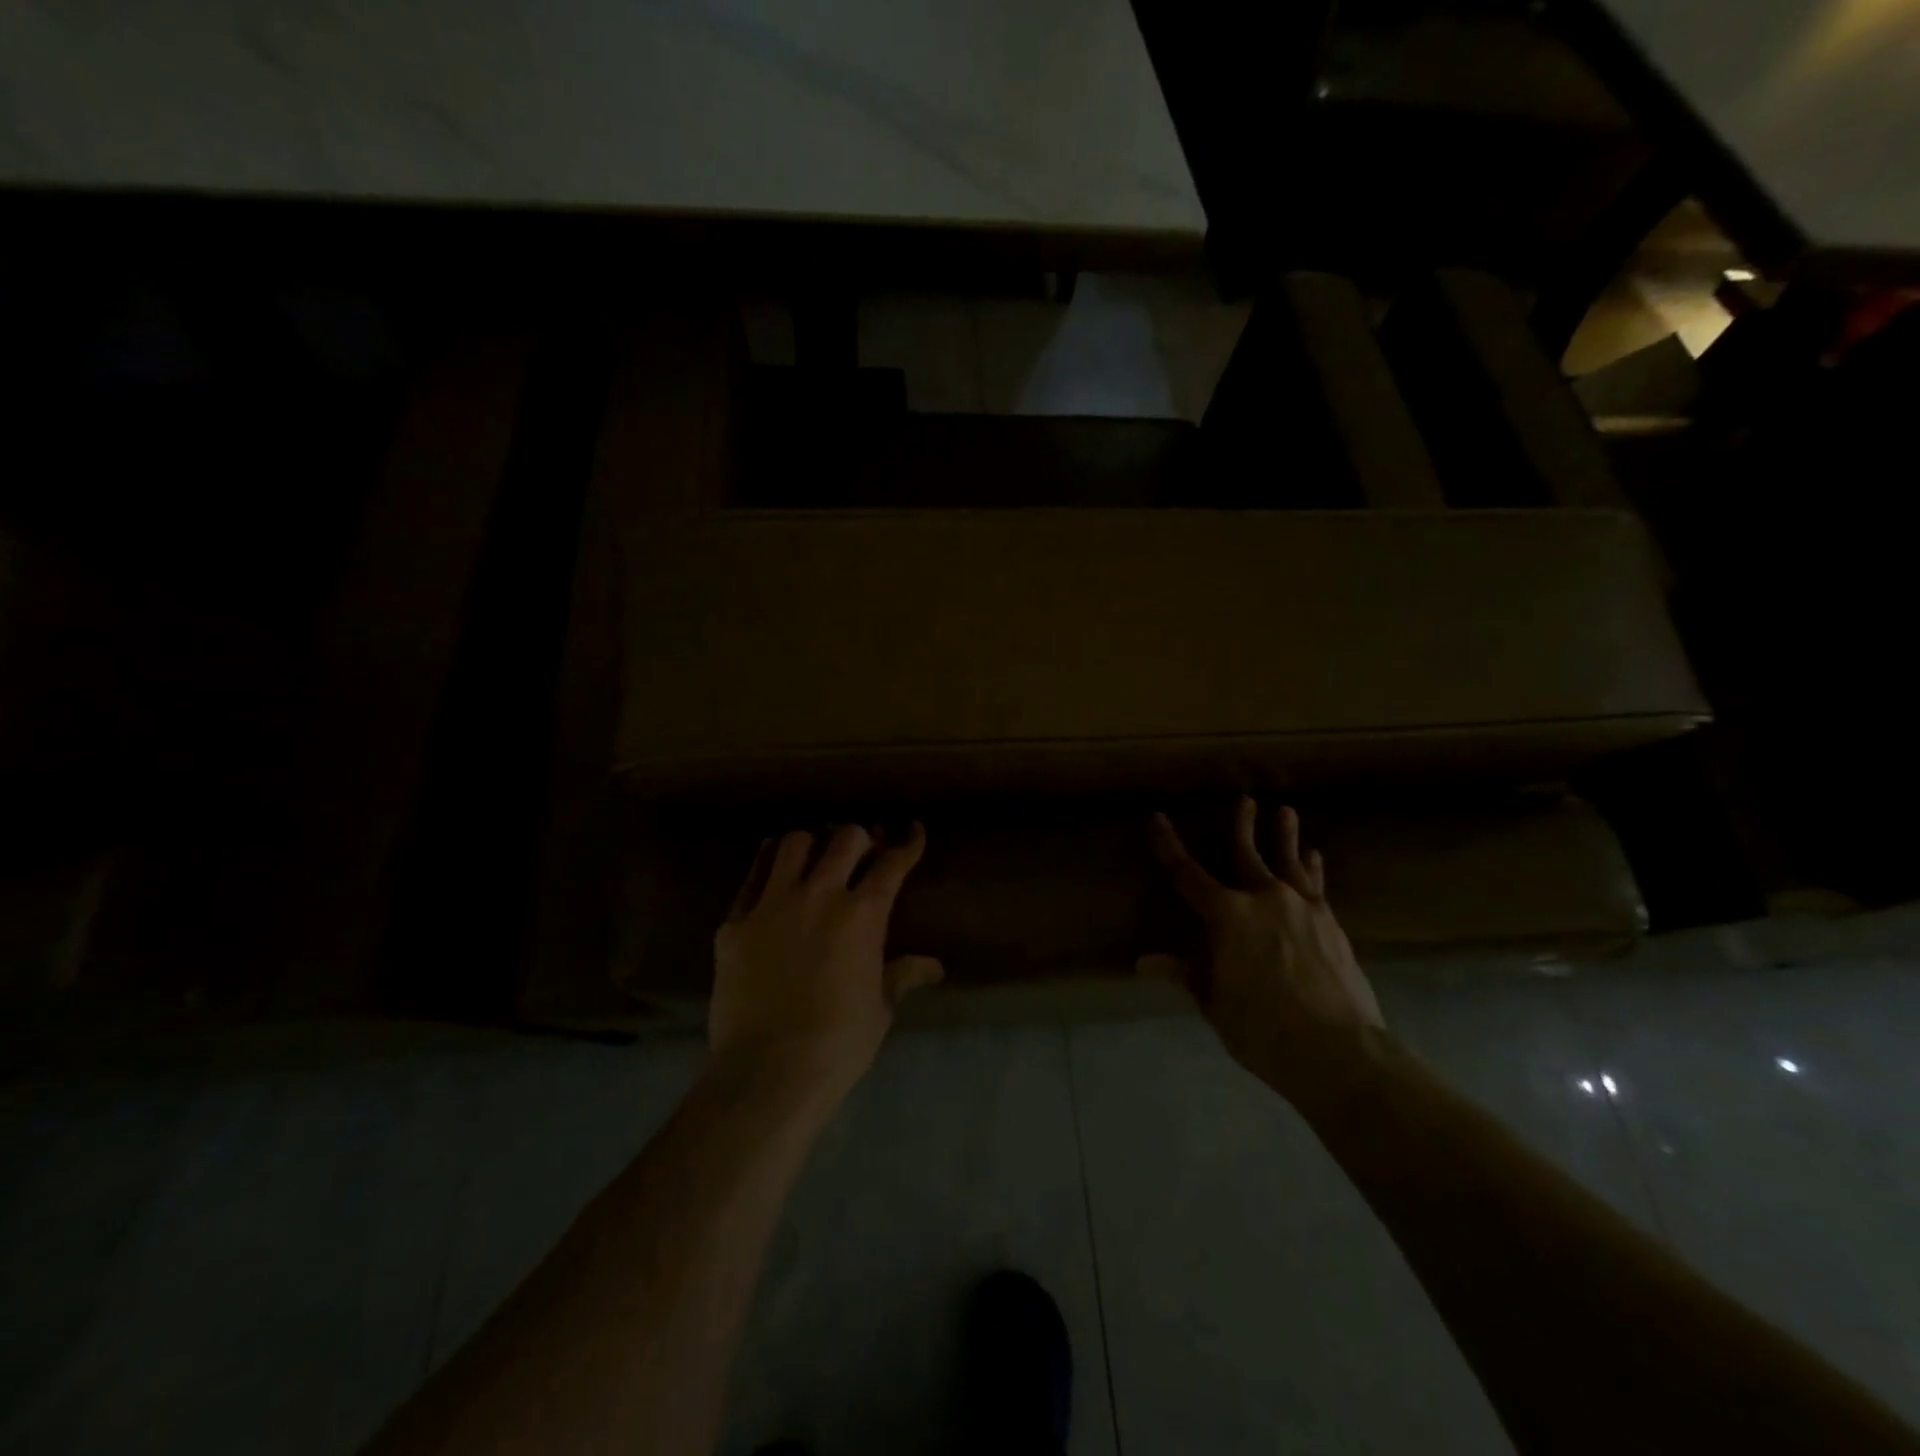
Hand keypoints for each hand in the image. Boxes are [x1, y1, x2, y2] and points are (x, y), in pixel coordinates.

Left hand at [710, 823, 943, 1106]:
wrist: (768, 1072)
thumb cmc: (838, 1043)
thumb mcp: (880, 1007)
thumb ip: (903, 974)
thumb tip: (935, 967)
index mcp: (862, 915)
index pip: (892, 863)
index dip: (908, 842)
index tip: (913, 829)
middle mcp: (819, 895)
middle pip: (844, 839)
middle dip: (861, 837)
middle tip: (864, 849)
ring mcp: (772, 905)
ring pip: (793, 843)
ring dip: (812, 844)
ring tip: (816, 856)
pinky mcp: (735, 922)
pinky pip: (752, 876)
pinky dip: (768, 863)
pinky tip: (773, 868)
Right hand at [1143, 798, 1384, 1106]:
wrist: (1339, 1051)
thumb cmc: (1263, 1029)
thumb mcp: (1215, 1004)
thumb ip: (1186, 974)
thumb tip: (1144, 962)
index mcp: (1227, 916)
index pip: (1187, 874)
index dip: (1168, 846)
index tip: (1158, 819)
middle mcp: (1264, 899)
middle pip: (1246, 853)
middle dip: (1242, 826)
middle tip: (1244, 800)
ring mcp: (1302, 908)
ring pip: (1289, 861)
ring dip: (1285, 836)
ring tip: (1286, 812)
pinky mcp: (1330, 923)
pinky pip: (1316, 885)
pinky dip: (1312, 868)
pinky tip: (1315, 857)